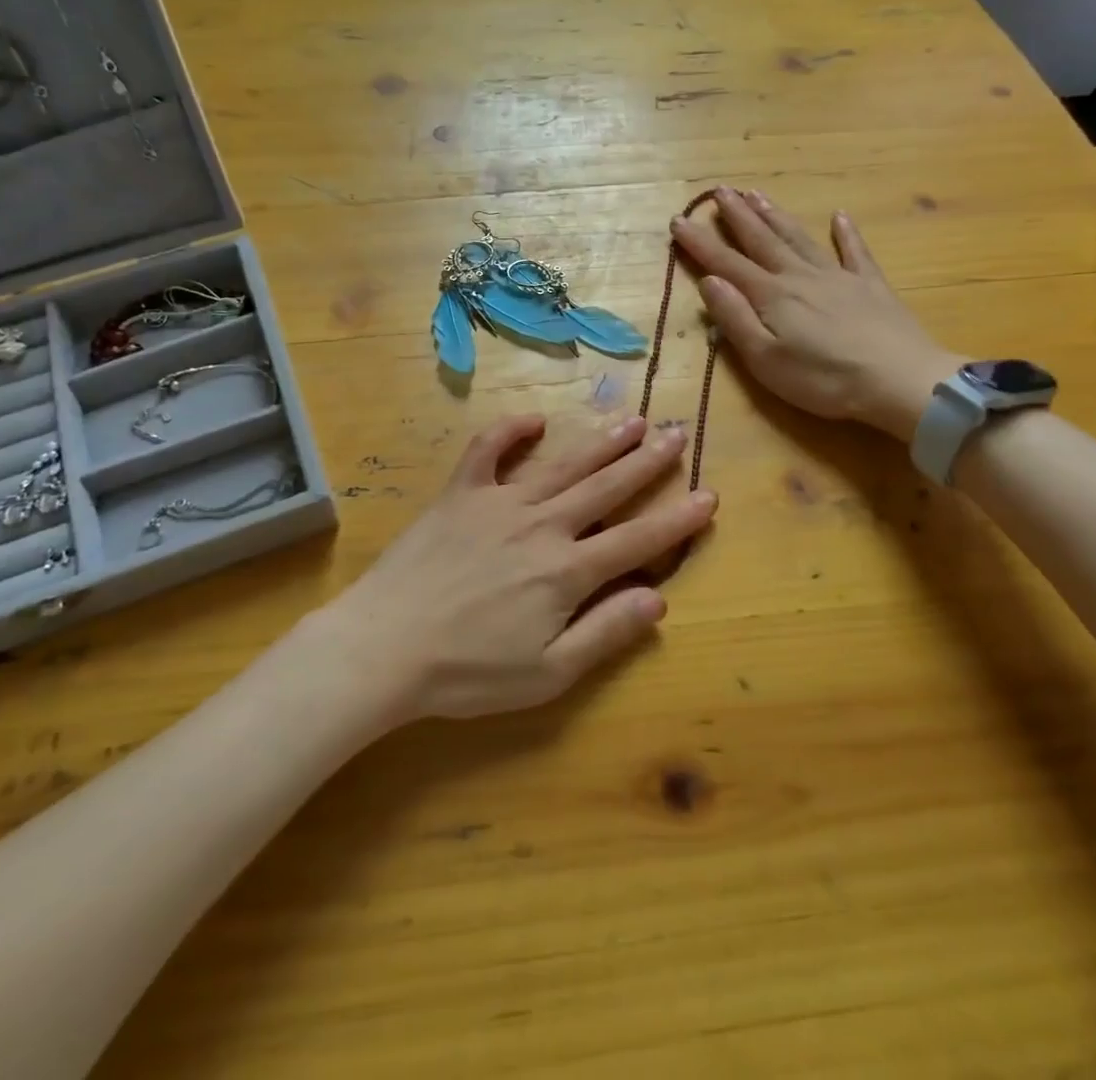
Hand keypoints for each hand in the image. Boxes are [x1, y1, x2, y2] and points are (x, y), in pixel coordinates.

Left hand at [306, 414, 715, 723]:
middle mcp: (542, 525)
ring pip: (562, 464)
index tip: (709, 496)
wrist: (385, 646)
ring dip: (600, 442)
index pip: (637, 539)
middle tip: (678, 435)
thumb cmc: (467, 672)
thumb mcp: (546, 674)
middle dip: (647, 462)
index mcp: (567, 571)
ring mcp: (499, 502)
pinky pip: (487, 451)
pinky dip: (510, 432)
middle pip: (606, 488)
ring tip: (632, 421)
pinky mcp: (459, 494)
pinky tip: (533, 420)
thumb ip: (605, 633)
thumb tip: (658, 598)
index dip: (677, 519)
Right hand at [671, 186, 962, 440]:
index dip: (700, 242)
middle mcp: (799, 276)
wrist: (901, 381)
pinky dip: (845, 233)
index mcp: (771, 295)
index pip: (726, 263)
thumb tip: (709, 281)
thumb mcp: (765, 359)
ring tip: (756, 194)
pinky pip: (855, 251)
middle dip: (737, 215)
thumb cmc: (824, 379)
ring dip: (775, 215)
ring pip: (799, 238)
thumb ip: (735, 318)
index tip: (678, 220)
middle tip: (719, 190)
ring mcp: (838, 277)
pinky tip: (839, 216)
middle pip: (762, 239)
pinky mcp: (870, 286)